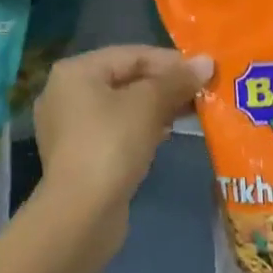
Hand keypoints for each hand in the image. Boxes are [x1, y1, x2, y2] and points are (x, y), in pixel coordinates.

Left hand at [33, 45, 211, 253]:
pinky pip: (115, 130)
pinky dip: (141, 128)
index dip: (170, 61)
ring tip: (190, 111)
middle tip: (201, 92)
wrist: (80, 217)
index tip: (203, 71)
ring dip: (156, 107)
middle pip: (126, 79)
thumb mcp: (149, 105)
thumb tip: (207, 61)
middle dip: (165, 85)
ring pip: (122, 106)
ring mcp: (69, 128)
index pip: (132, 55)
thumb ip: (177, 80)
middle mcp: (66, 93)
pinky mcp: (79, 157)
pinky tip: (166, 134)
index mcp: (76, 71)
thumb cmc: (112, 145)